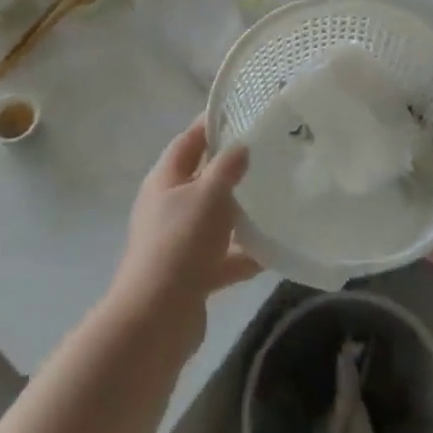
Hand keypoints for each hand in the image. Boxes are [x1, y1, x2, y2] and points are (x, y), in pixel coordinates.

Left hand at [111, 119, 261, 347]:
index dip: (211, 125)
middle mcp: (167, 207)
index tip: (242, 113)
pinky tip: (273, 252)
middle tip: (267, 155)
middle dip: (231, 169)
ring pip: (213, 219)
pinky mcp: (190, 275)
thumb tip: (240, 145)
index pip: (189, 141)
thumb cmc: (181, 243)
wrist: (156, 319)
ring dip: (239, 213)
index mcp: (164, 180)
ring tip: (275, 200)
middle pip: (201, 179)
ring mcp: (177, 243)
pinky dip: (243, 254)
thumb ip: (227, 167)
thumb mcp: (209, 195)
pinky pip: (222, 257)